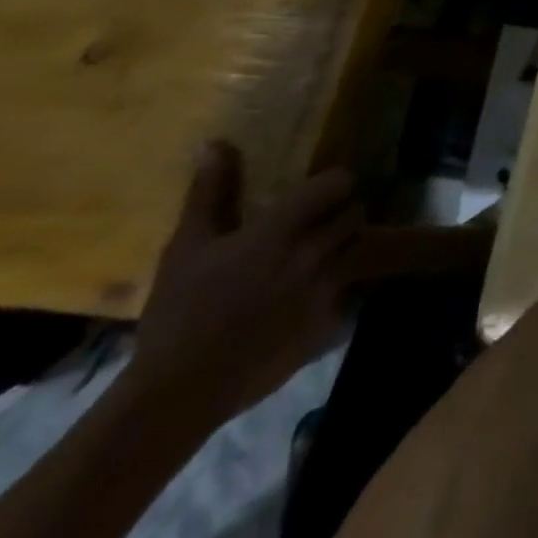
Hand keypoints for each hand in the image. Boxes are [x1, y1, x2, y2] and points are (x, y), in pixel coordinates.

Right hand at [124, 143, 489, 427]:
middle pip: (355, 213)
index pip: (340, 181)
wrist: (176, 394)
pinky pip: (353, 293)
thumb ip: (211, 191)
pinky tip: (314, 300)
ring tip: (321, 259)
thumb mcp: (187, 247)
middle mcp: (316, 250)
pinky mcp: (331, 323)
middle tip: (317, 227)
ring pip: (361, 249)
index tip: (318, 194)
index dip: (333, 184)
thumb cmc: (179, 313)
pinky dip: (341, 292)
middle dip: (341, 215)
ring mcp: (329, 287)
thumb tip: (217, 143)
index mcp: (284, 227)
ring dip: (346, 249)